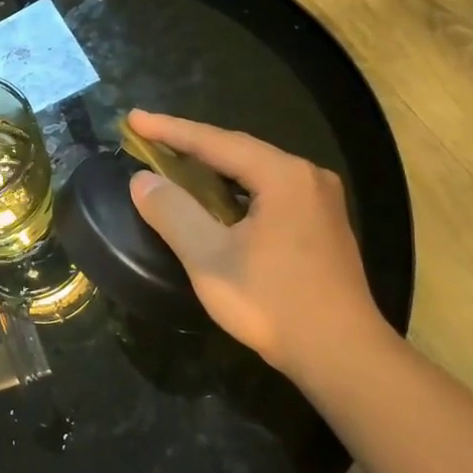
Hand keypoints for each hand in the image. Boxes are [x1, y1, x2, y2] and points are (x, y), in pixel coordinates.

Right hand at [125, 110, 385, 374]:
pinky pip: (267, 192)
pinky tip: (214, 200)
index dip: (169, 130)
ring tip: (172, 162)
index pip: (215, 142)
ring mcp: (319, 202)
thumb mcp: (209, 257)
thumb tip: (142, 180)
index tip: (132, 118)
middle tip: (148, 138)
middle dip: (190, 144)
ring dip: (211, 167)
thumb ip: (172, 213)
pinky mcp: (320, 226)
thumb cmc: (271, 301)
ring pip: (253, 172)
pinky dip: (232, 189)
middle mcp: (307, 178)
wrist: (340, 354)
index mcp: (283, 176)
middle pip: (237, 151)